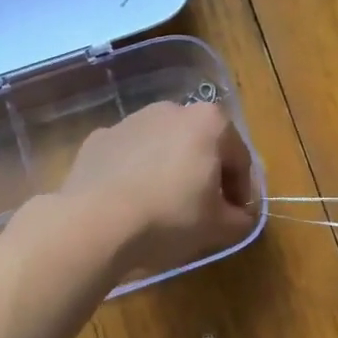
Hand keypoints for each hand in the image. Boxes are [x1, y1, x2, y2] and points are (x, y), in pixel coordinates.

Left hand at [62, 101, 257, 274]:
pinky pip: (129, 156)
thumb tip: (240, 217)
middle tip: (203, 211)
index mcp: (209, 122)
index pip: (239, 158)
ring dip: (169, 171)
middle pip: (201, 146)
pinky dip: (135, 173)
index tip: (235, 216)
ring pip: (163, 148)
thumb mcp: (218, 227)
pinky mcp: (98, 138)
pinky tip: (131, 203)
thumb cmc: (170, 217)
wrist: (95, 222)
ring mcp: (131, 121)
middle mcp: (171, 110)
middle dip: (205, 175)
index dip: (242, 191)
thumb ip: (240, 219)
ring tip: (163, 208)